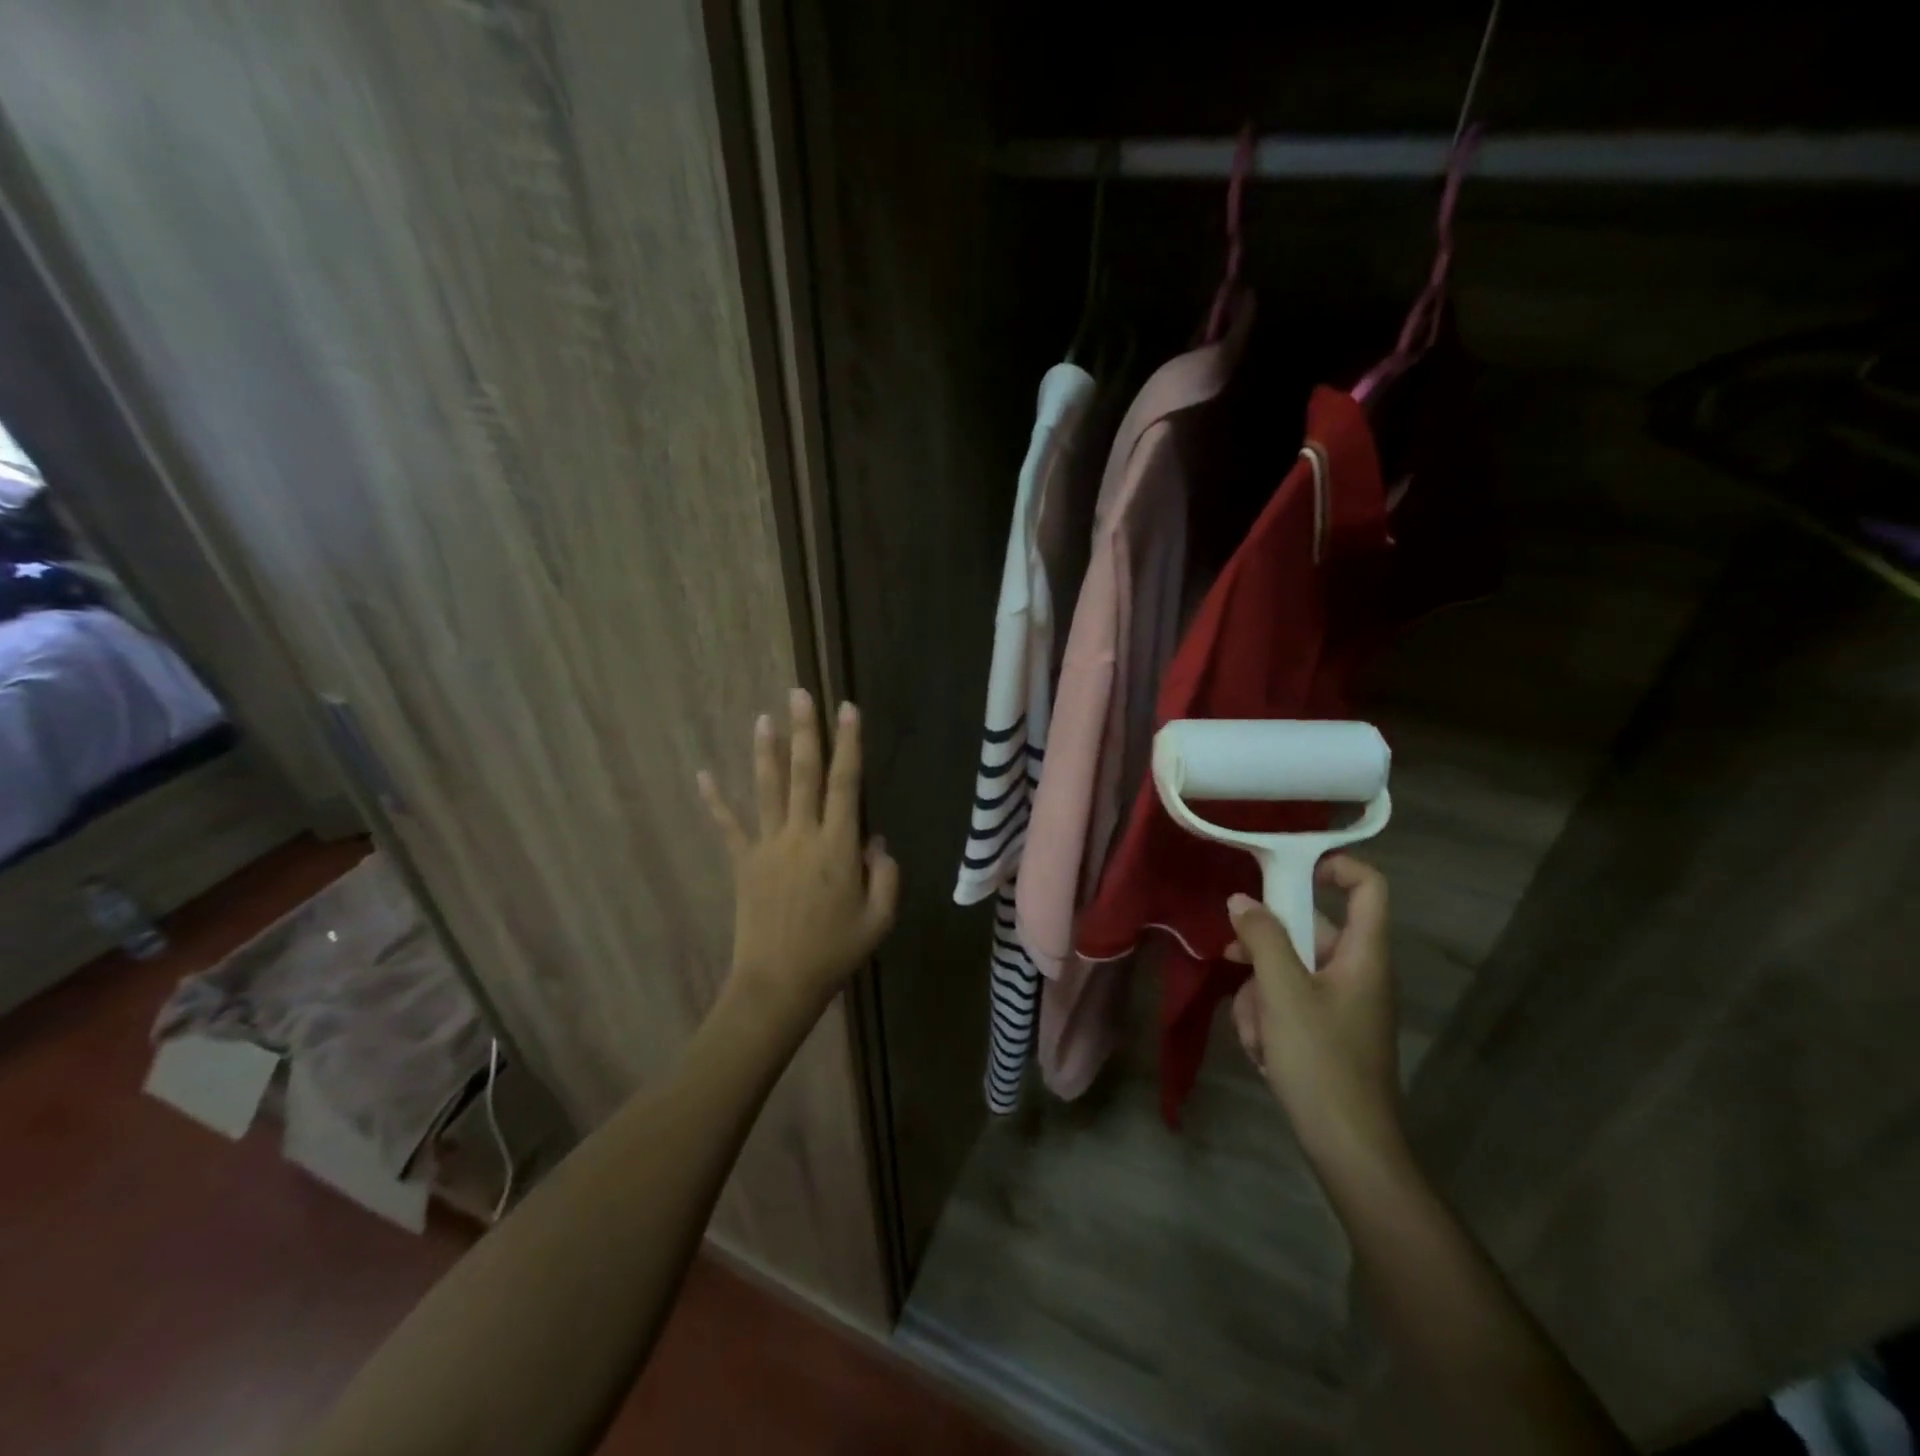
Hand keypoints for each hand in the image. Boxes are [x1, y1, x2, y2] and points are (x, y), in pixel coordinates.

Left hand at [696, 689, 898, 1022]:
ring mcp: (768, 846)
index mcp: (838, 846)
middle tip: (800, 693)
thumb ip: (885, 875)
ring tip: (764, 717)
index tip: (848, 709)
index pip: (846, 783)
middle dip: (805, 731)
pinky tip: (701, 774)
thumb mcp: (879, 918)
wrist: (779, 984)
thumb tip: (876, 840)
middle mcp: (802, 835)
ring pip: (767, 789)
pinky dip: (714, 800)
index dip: (849, 744)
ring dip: (767, 751)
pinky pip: (727, 826)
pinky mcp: (743, 863)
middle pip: (804, 773)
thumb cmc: (835, 951)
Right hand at [1225, 854, 1404, 1170]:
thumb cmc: (1321, 1062)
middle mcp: (1356, 972)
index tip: (1285, 870)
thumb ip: (1262, 938)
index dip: (1333, 866)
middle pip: (1308, 930)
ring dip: (1259, 991)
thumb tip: (1241, 901)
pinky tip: (1261, 1049)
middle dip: (1264, 948)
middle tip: (1232, 957)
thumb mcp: (1282, 993)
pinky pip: (1288, 1002)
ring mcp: (1340, 1003)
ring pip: (1288, 970)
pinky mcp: (1324, 1030)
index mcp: (1362, 955)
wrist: (1348, 1148)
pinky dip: (1267, 1017)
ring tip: (1255, 1029)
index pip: (1367, 886)